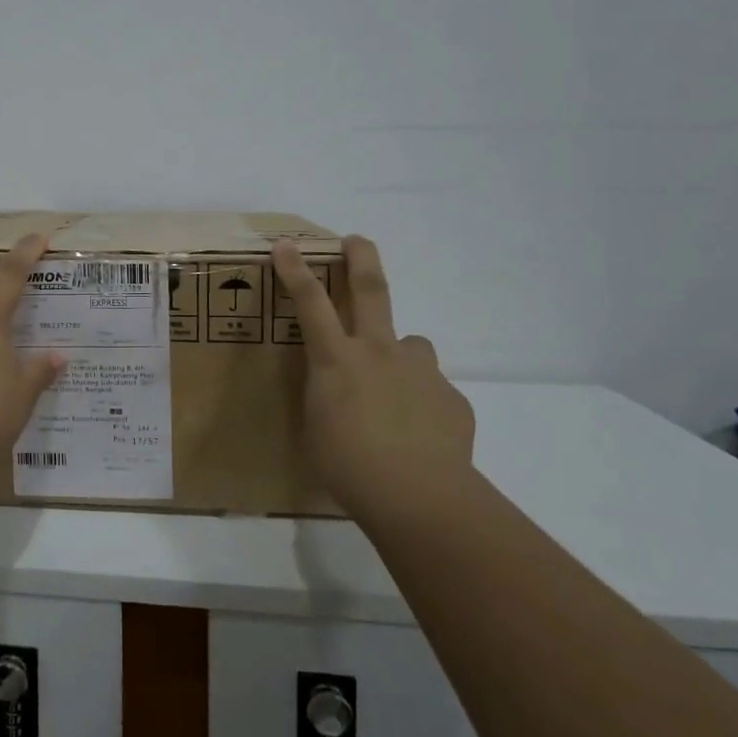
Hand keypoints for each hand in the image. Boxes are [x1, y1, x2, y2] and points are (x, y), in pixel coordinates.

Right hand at [271, 235, 474, 506]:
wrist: (420, 496)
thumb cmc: (348, 466)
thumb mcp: (317, 426)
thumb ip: (326, 395)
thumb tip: (339, 390)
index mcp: (337, 360)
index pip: (310, 303)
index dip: (295, 270)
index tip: (286, 245)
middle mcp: (379, 353)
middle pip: (372, 290)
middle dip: (361, 258)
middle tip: (357, 240)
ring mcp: (420, 372)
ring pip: (412, 344)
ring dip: (401, 354)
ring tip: (396, 387)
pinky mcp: (451, 398)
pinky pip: (432, 390)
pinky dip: (422, 402)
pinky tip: (419, 434)